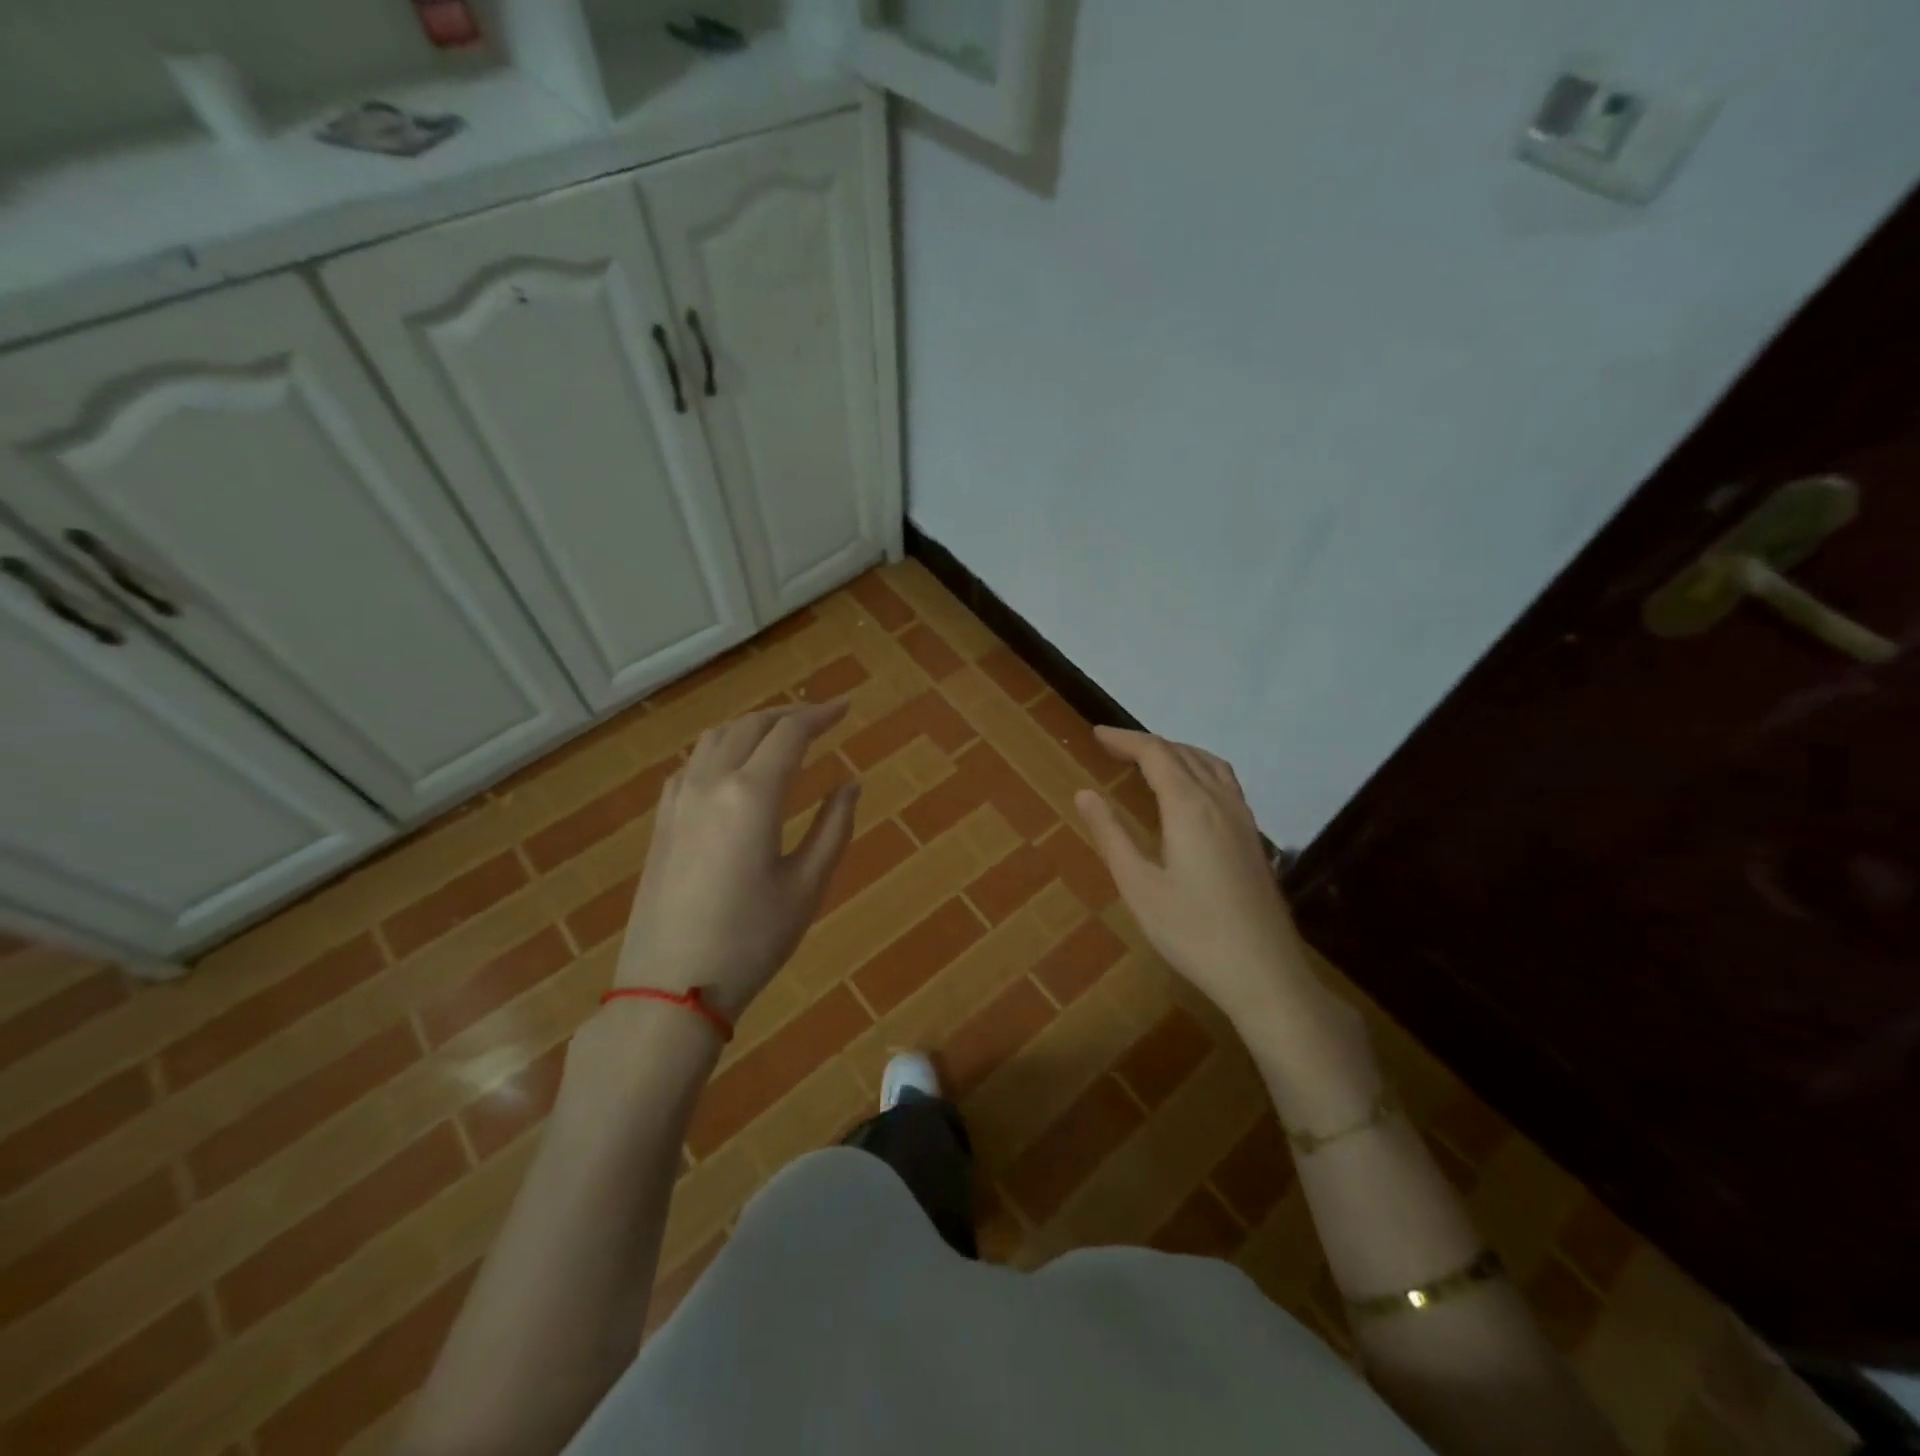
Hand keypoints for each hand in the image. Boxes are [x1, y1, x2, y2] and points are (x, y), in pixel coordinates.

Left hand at [614, 703, 859, 1018]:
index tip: (847, 708)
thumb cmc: (750, 941)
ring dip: (752, 726)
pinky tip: (732, 767)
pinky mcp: (662, 821)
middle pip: (751, 725)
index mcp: (752, 794)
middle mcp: (710, 782)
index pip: (789, 733)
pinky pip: (692, 763)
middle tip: (820, 719)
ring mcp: (678, 800)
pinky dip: (721, 748)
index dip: (821, 715)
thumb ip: (834, 827)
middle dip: (788, 714)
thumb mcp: (807, 886)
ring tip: (781, 735)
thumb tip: (851, 784)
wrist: (669, 988)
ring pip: (716, 737)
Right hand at [1073, 728, 1311, 1030]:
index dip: (1125, 740)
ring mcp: (1243, 819)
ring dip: (1177, 752)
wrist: (1264, 973)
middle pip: (1183, 753)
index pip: (1156, 754)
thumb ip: (1111, 835)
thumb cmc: (1192, 932)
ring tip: (1149, 760)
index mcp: (1189, 807)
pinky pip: (1225, 783)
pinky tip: (1191, 794)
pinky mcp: (1253, 839)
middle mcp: (1220, 802)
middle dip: (1146, 744)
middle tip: (1113, 747)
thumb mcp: (1139, 886)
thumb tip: (1084, 793)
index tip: (1096, 735)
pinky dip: (1200, 770)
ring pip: (1210, 765)